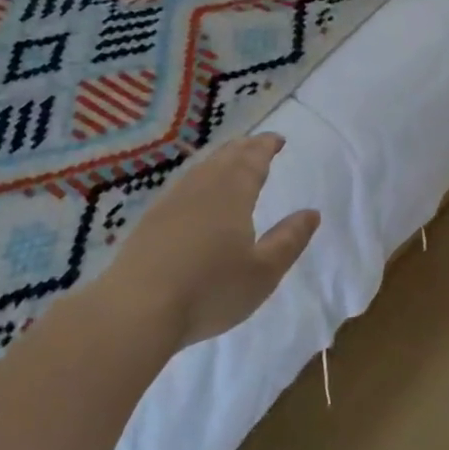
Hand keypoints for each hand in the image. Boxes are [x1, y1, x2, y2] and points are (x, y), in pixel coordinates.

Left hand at [100, 134, 320, 350]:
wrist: (137, 309)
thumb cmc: (210, 289)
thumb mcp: (263, 272)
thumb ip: (289, 240)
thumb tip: (311, 213)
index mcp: (232, 193)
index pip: (252, 160)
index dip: (266, 147)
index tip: (277, 139)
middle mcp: (201, 188)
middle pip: (224, 158)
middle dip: (243, 148)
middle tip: (256, 144)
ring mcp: (170, 202)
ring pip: (200, 169)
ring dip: (219, 160)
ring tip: (229, 161)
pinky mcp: (149, 221)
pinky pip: (181, 186)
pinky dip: (197, 179)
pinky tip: (193, 194)